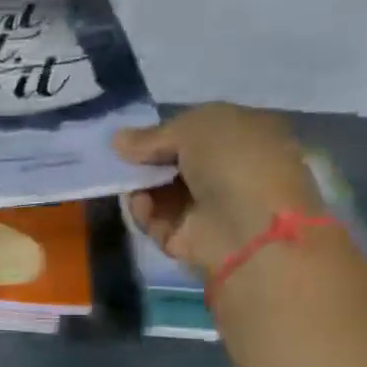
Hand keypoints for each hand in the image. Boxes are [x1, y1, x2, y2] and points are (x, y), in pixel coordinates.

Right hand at [113, 104, 324, 278]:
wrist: (249, 226)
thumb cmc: (233, 162)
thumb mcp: (194, 128)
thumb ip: (152, 135)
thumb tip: (117, 140)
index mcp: (246, 136)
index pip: (198, 130)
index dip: (166, 131)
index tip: (134, 136)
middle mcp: (230, 170)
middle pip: (175, 162)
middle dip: (147, 160)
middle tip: (123, 160)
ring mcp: (211, 207)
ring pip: (161, 192)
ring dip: (142, 186)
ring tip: (130, 183)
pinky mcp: (190, 237)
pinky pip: (157, 220)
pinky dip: (144, 212)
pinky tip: (142, 204)